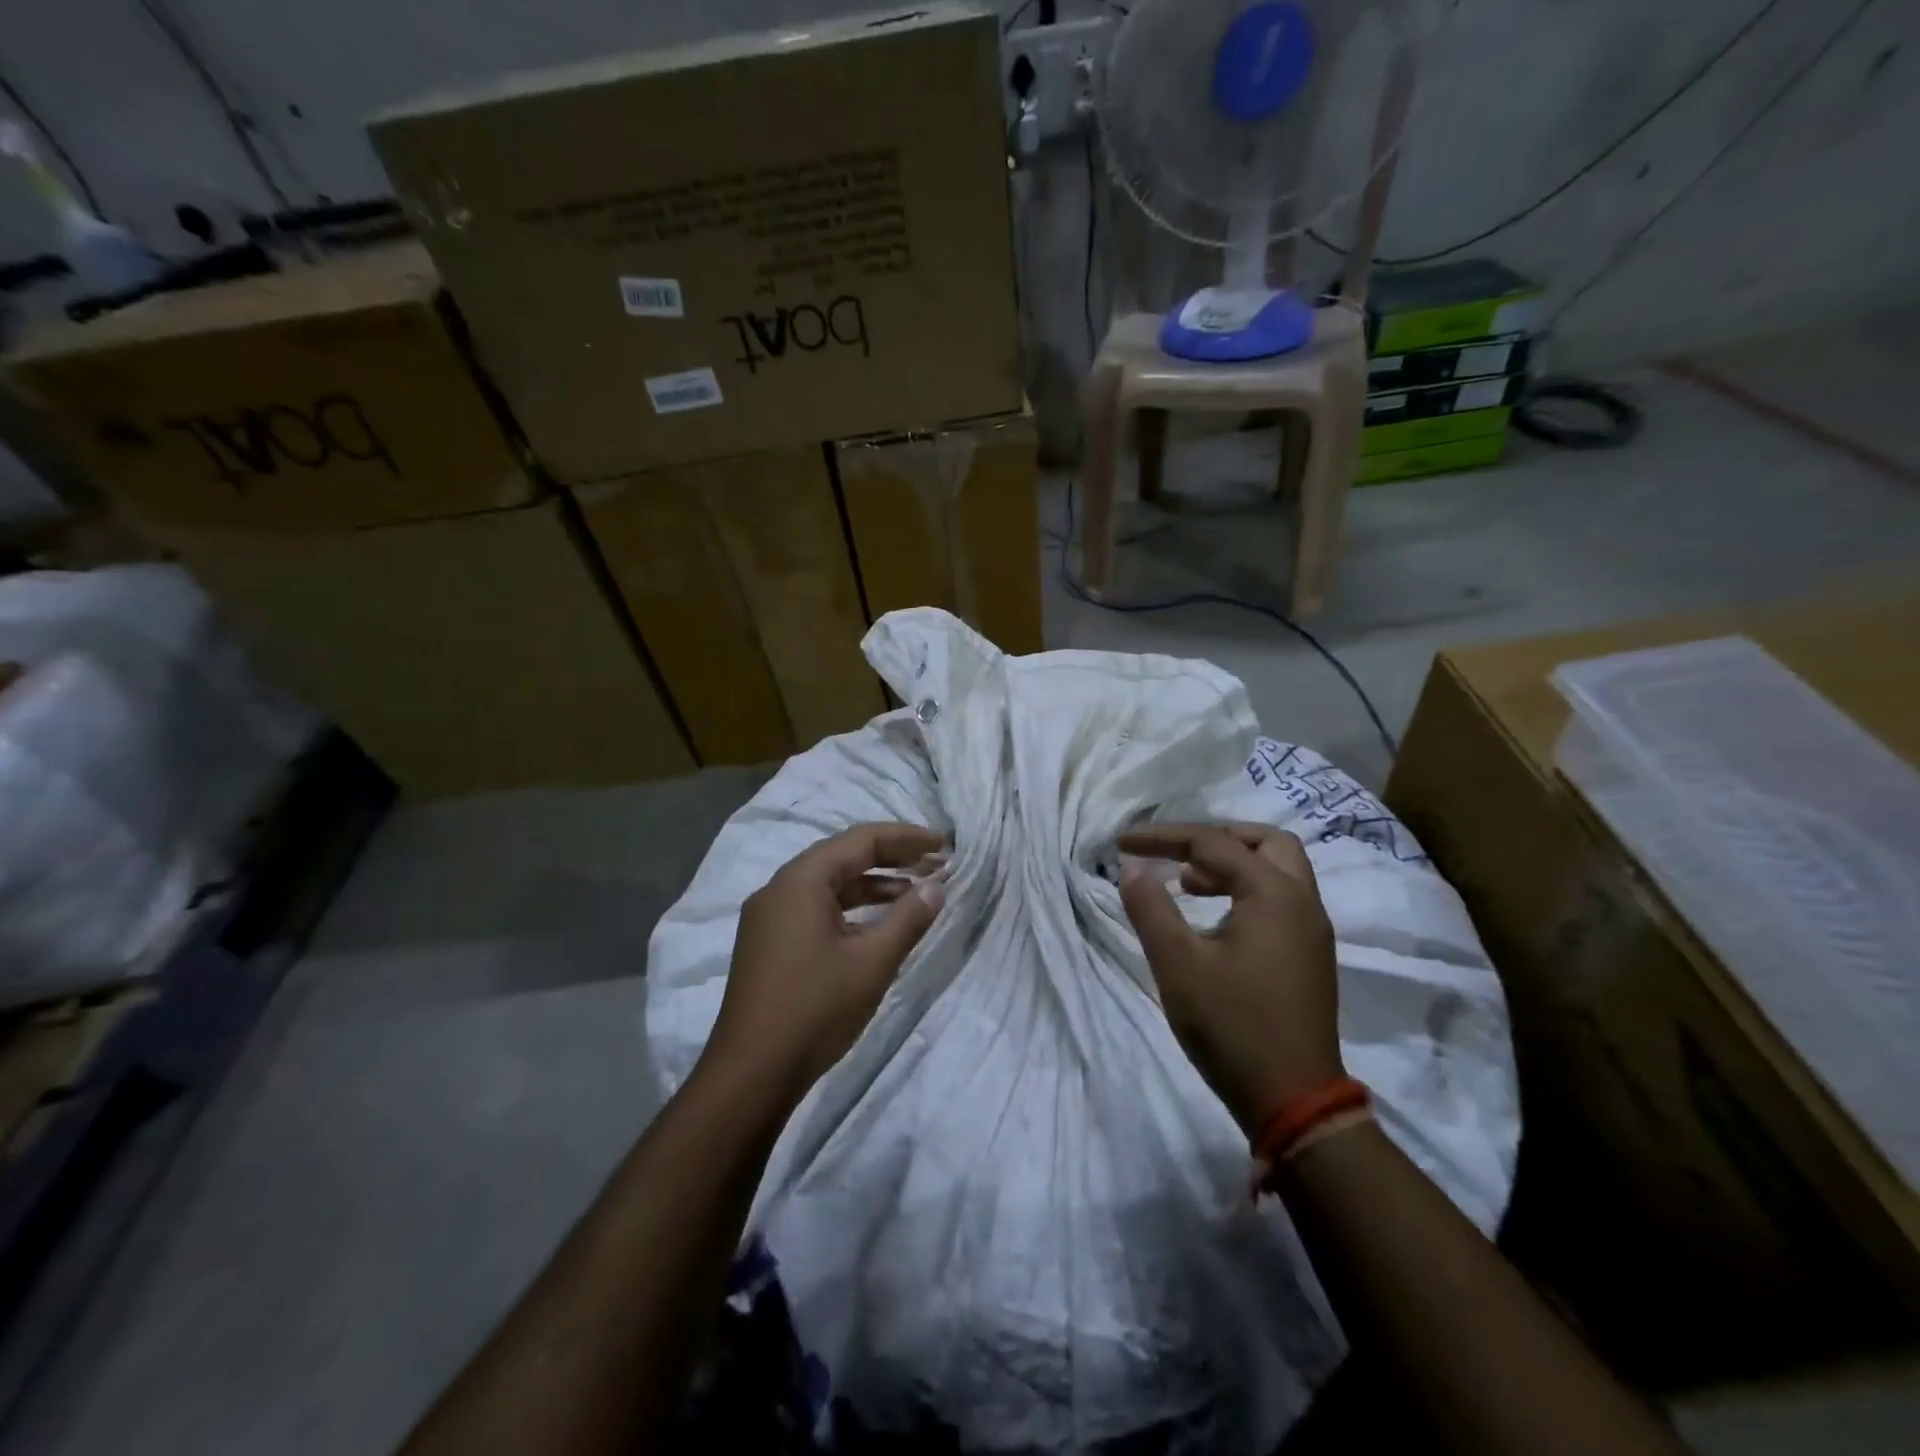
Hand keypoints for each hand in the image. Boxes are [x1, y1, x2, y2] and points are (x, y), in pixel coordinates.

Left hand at [704, 823, 946, 1102]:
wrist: (751, 1074)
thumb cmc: (815, 1009)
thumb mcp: (872, 962)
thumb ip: (908, 918)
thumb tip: (936, 886)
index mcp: (801, 881)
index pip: (861, 840)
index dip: (906, 838)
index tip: (944, 845)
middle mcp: (779, 888)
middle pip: (843, 857)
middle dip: (891, 857)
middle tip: (934, 863)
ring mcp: (769, 917)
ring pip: (829, 885)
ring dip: (872, 885)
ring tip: (915, 893)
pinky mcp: (768, 943)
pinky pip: (815, 908)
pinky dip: (850, 909)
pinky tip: (877, 926)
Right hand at [1118, 823, 1341, 1134]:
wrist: (1294, 1101)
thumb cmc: (1232, 1026)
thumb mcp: (1177, 965)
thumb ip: (1151, 909)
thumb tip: (1132, 870)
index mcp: (1273, 894)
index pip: (1212, 844)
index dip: (1163, 837)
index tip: (1123, 844)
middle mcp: (1302, 902)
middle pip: (1266, 842)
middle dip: (1216, 837)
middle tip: (1176, 854)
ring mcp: (1312, 930)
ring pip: (1278, 870)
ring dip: (1233, 864)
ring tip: (1187, 885)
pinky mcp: (1310, 956)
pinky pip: (1281, 899)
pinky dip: (1247, 890)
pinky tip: (1214, 919)